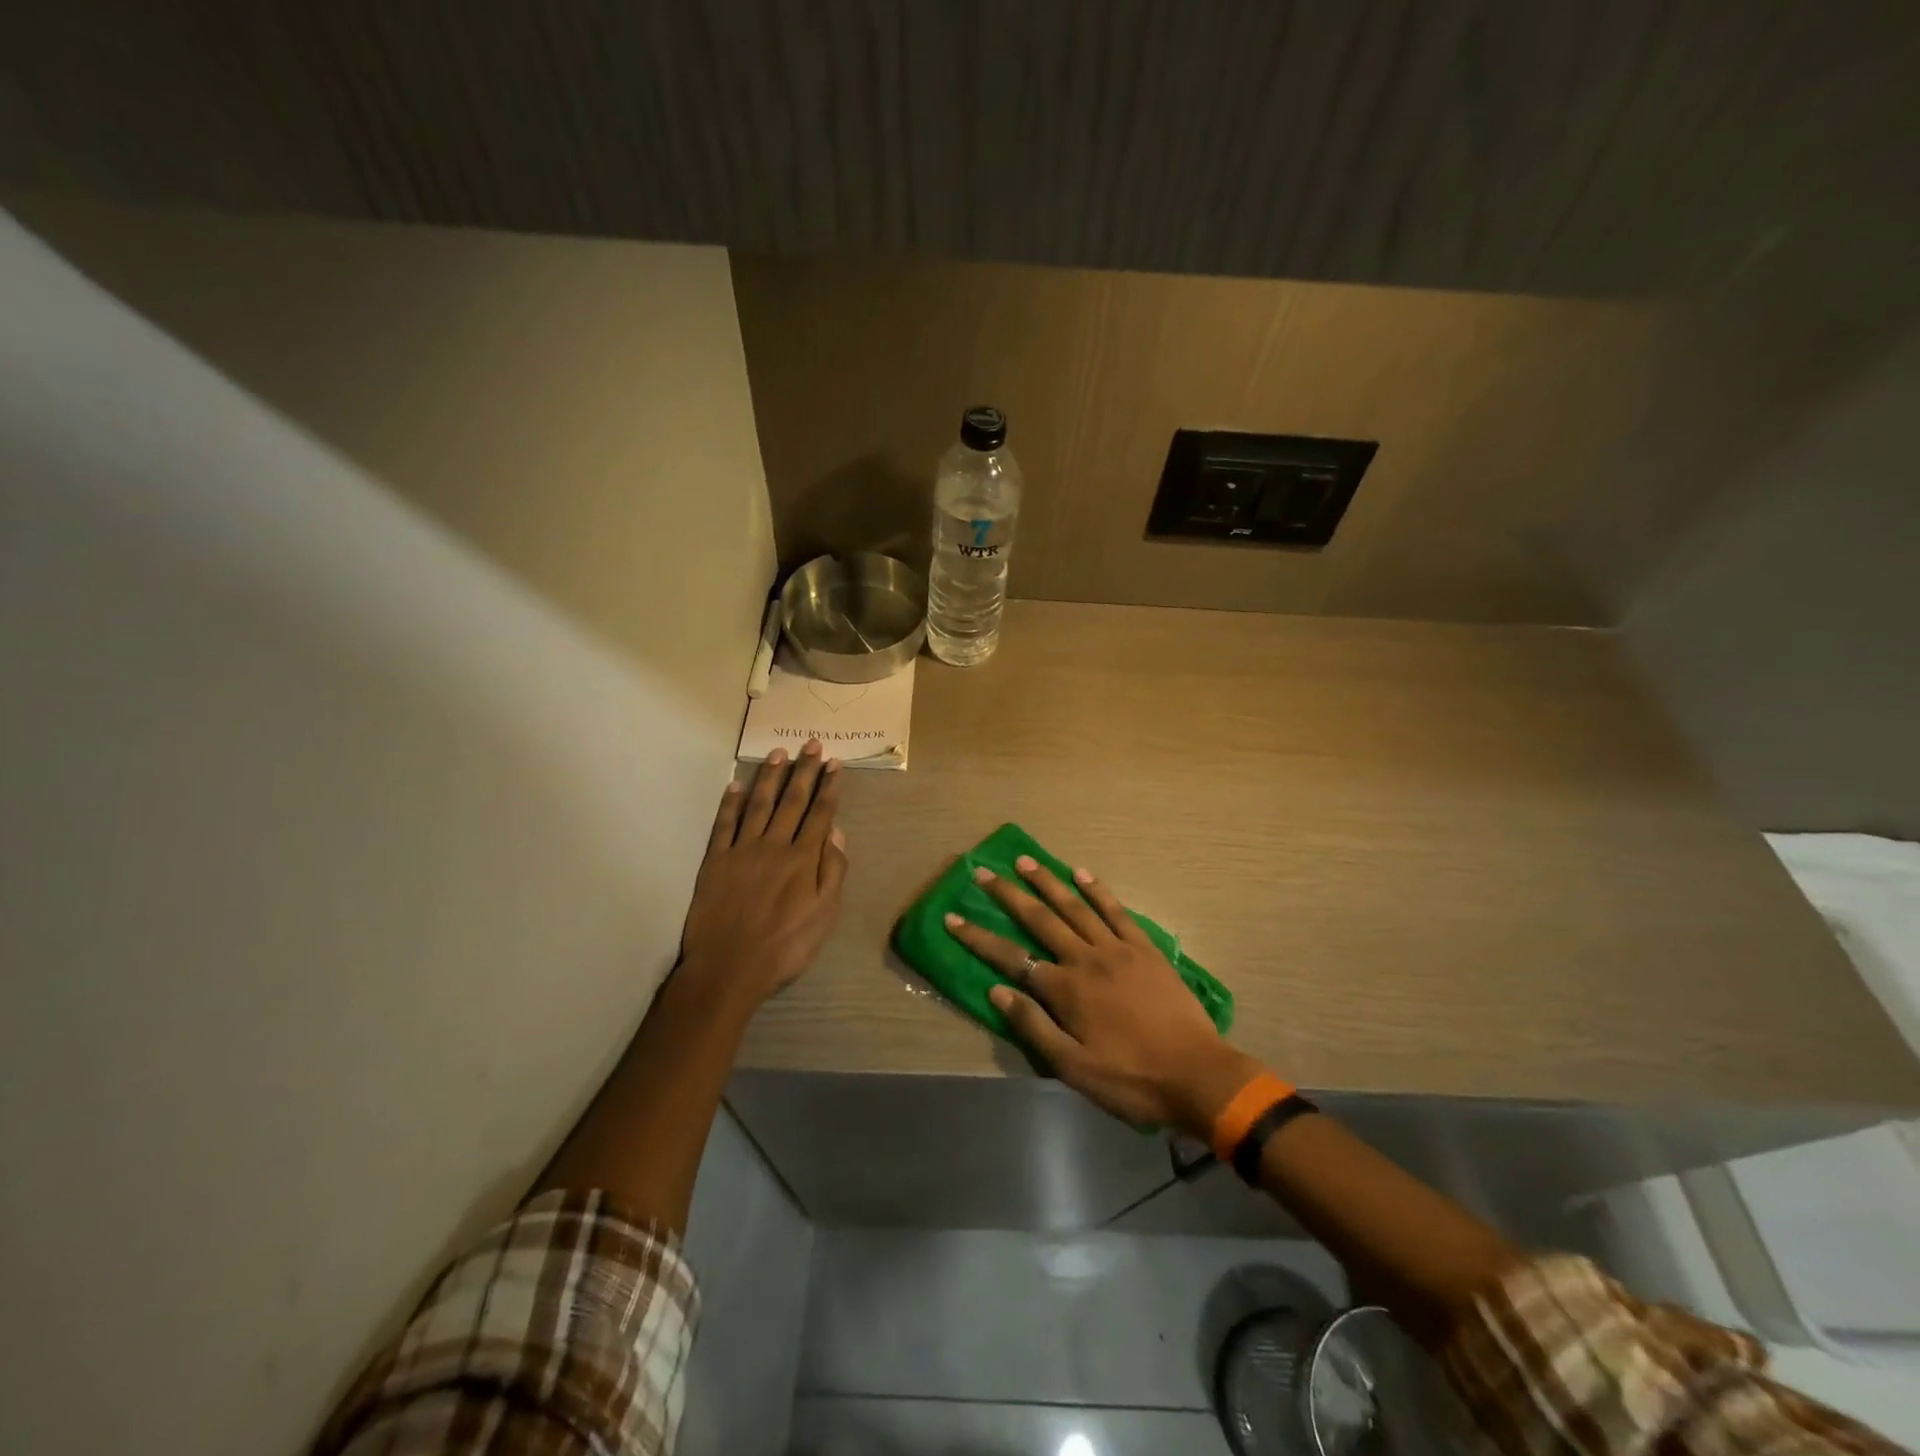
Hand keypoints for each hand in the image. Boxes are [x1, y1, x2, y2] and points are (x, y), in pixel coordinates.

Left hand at [679, 740, 848, 1011]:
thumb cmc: (785, 947)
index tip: (834, 763)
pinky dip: (730, 803)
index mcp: (803, 860)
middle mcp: (774, 846)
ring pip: (759, 805)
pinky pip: (724, 824)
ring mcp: (742, 850)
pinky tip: (736, 786)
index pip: (820, 814)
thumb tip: (837, 833)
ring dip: (770, 777)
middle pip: (792, 801)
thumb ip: (833, 872)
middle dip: (804, 771)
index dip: (828, 787)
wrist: (729, 969)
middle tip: (811, 745)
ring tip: (779, 753)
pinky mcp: (716, 861)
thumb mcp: (824, 916)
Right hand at [944, 856, 1262, 1134]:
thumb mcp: (1073, 1068)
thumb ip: (1034, 1027)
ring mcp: (1117, 948)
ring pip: (1075, 906)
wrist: (1196, 1075)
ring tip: (1025, 861)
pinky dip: (1097, 889)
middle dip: (1008, 895)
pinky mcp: (1143, 947)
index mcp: (1065, 990)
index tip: (953, 918)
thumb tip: (997, 992)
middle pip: (1039, 919)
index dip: (979, 938)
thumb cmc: (1130, 1078)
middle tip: (984, 872)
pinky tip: (1081, 872)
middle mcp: (1085, 959)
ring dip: (1047, 881)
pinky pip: (1116, 910)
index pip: (1011, 958)